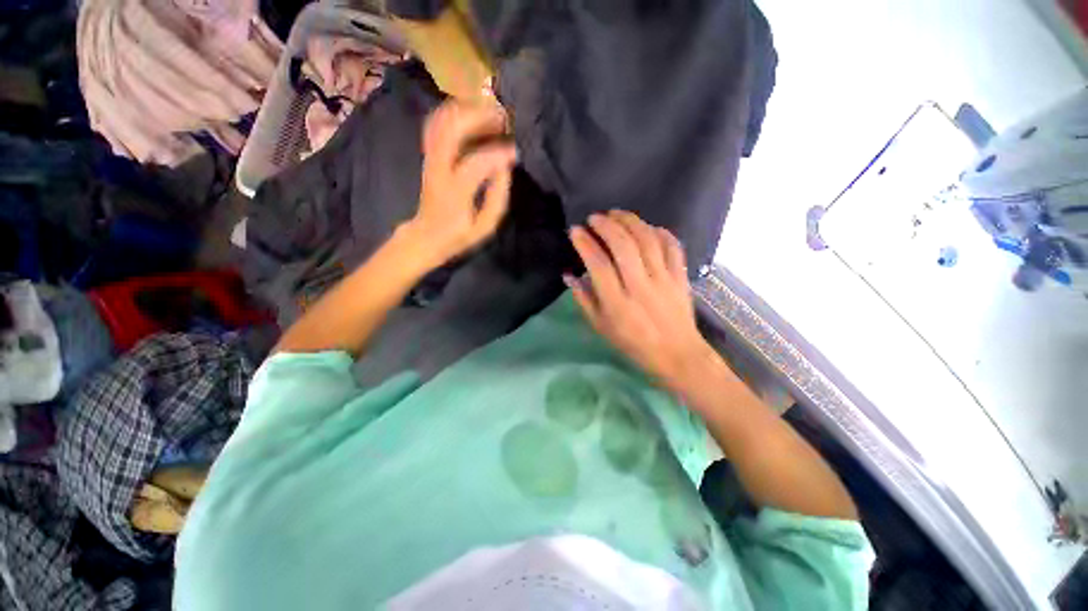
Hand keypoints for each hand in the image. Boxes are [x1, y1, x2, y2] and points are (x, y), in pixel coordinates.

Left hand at [404, 99, 516, 266]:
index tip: (516, 152)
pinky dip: (455, 113)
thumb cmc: (460, 234)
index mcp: (454, 192)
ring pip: (442, 120)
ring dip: (467, 111)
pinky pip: (437, 123)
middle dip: (480, 117)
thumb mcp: (485, 226)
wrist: (427, 235)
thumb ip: (497, 198)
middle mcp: (438, 168)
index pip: (477, 163)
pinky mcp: (428, 154)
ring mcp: (430, 158)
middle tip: (503, 118)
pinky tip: (472, 115)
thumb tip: (505, 167)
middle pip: (452, 129)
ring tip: (491, 113)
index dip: (499, 154)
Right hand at [568, 211, 718, 390]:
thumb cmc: (632, 342)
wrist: (676, 354)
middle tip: (594, 218)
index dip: (585, 244)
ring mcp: (664, 279)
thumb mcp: (600, 327)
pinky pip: (672, 246)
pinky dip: (659, 232)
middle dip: (606, 225)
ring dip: (630, 221)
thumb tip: (569, 275)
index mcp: (617, 303)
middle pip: (623, 246)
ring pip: (647, 240)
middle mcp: (640, 287)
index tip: (575, 231)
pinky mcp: (680, 277)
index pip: (598, 265)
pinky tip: (647, 227)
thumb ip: (583, 299)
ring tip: (616, 214)